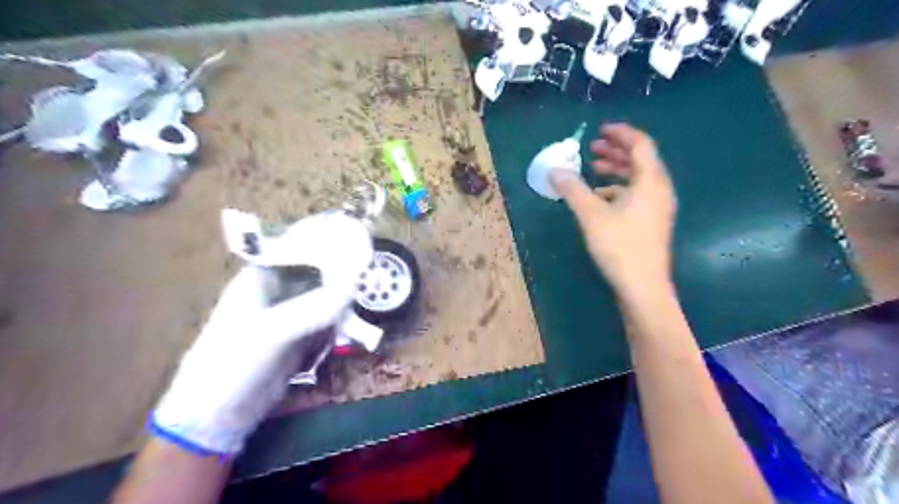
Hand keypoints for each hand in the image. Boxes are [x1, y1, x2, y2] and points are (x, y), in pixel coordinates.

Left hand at [151, 210, 371, 454]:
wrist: (219, 416)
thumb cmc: (232, 363)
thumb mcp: (270, 332)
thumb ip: (312, 308)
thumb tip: (353, 286)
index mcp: (261, 277)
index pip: (298, 248)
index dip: (326, 242)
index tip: (358, 240)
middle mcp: (278, 290)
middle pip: (317, 271)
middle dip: (342, 269)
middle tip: (371, 267)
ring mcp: (291, 314)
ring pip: (325, 295)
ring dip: (345, 295)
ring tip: (370, 291)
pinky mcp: (302, 336)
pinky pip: (328, 319)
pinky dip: (342, 319)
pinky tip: (356, 320)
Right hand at [553, 123, 678, 297]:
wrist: (643, 287)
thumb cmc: (620, 247)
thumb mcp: (591, 215)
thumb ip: (573, 190)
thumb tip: (555, 171)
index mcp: (650, 182)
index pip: (640, 145)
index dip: (621, 133)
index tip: (601, 130)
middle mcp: (659, 190)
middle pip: (640, 160)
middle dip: (616, 151)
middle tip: (592, 147)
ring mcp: (658, 207)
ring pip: (638, 179)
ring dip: (616, 170)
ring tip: (592, 169)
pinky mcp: (652, 222)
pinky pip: (637, 195)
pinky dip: (618, 189)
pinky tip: (599, 198)